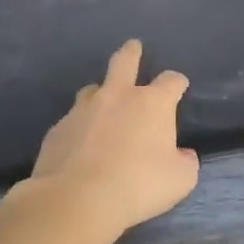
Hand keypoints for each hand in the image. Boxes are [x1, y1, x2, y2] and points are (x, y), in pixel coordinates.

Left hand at [24, 40, 199, 235]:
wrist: (77, 198)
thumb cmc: (139, 185)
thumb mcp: (180, 180)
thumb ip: (185, 162)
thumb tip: (183, 155)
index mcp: (152, 104)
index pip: (171, 81)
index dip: (177, 82)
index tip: (180, 86)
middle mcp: (117, 97)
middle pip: (124, 62)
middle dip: (132, 52)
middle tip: (134, 46)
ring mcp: (83, 110)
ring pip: (92, 89)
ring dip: (101, 92)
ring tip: (102, 101)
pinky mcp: (58, 129)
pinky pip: (72, 120)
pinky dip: (80, 126)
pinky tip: (81, 143)